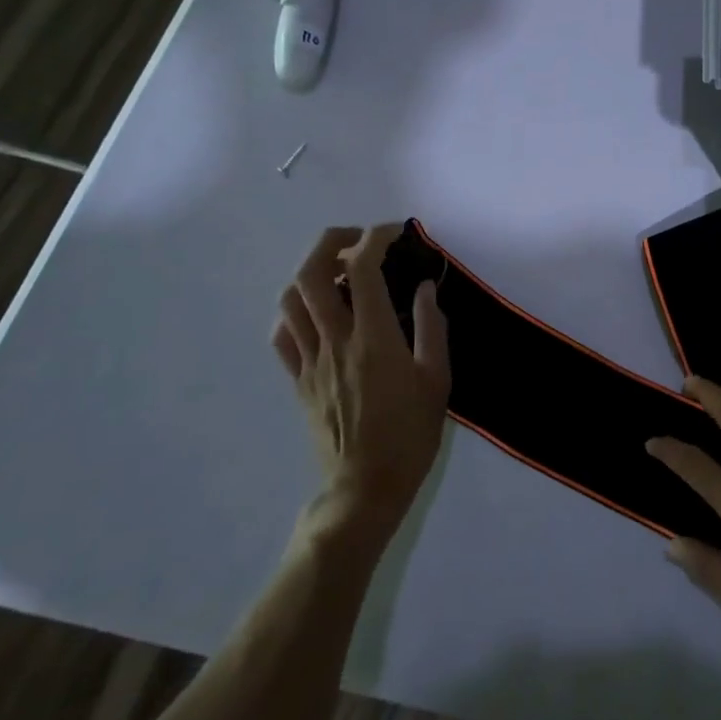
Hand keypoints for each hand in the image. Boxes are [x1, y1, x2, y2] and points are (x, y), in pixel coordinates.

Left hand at [271, 224, 451, 545]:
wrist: (365, 487)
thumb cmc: (410, 435)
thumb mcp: (438, 380)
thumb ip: (432, 328)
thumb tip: (425, 288)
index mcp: (373, 337)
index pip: (362, 269)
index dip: (375, 239)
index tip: (394, 232)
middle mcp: (334, 340)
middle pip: (311, 273)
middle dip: (331, 242)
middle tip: (359, 241)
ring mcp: (309, 361)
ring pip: (290, 300)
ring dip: (310, 273)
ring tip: (338, 272)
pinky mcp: (297, 381)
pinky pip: (282, 334)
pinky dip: (295, 310)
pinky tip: (318, 313)